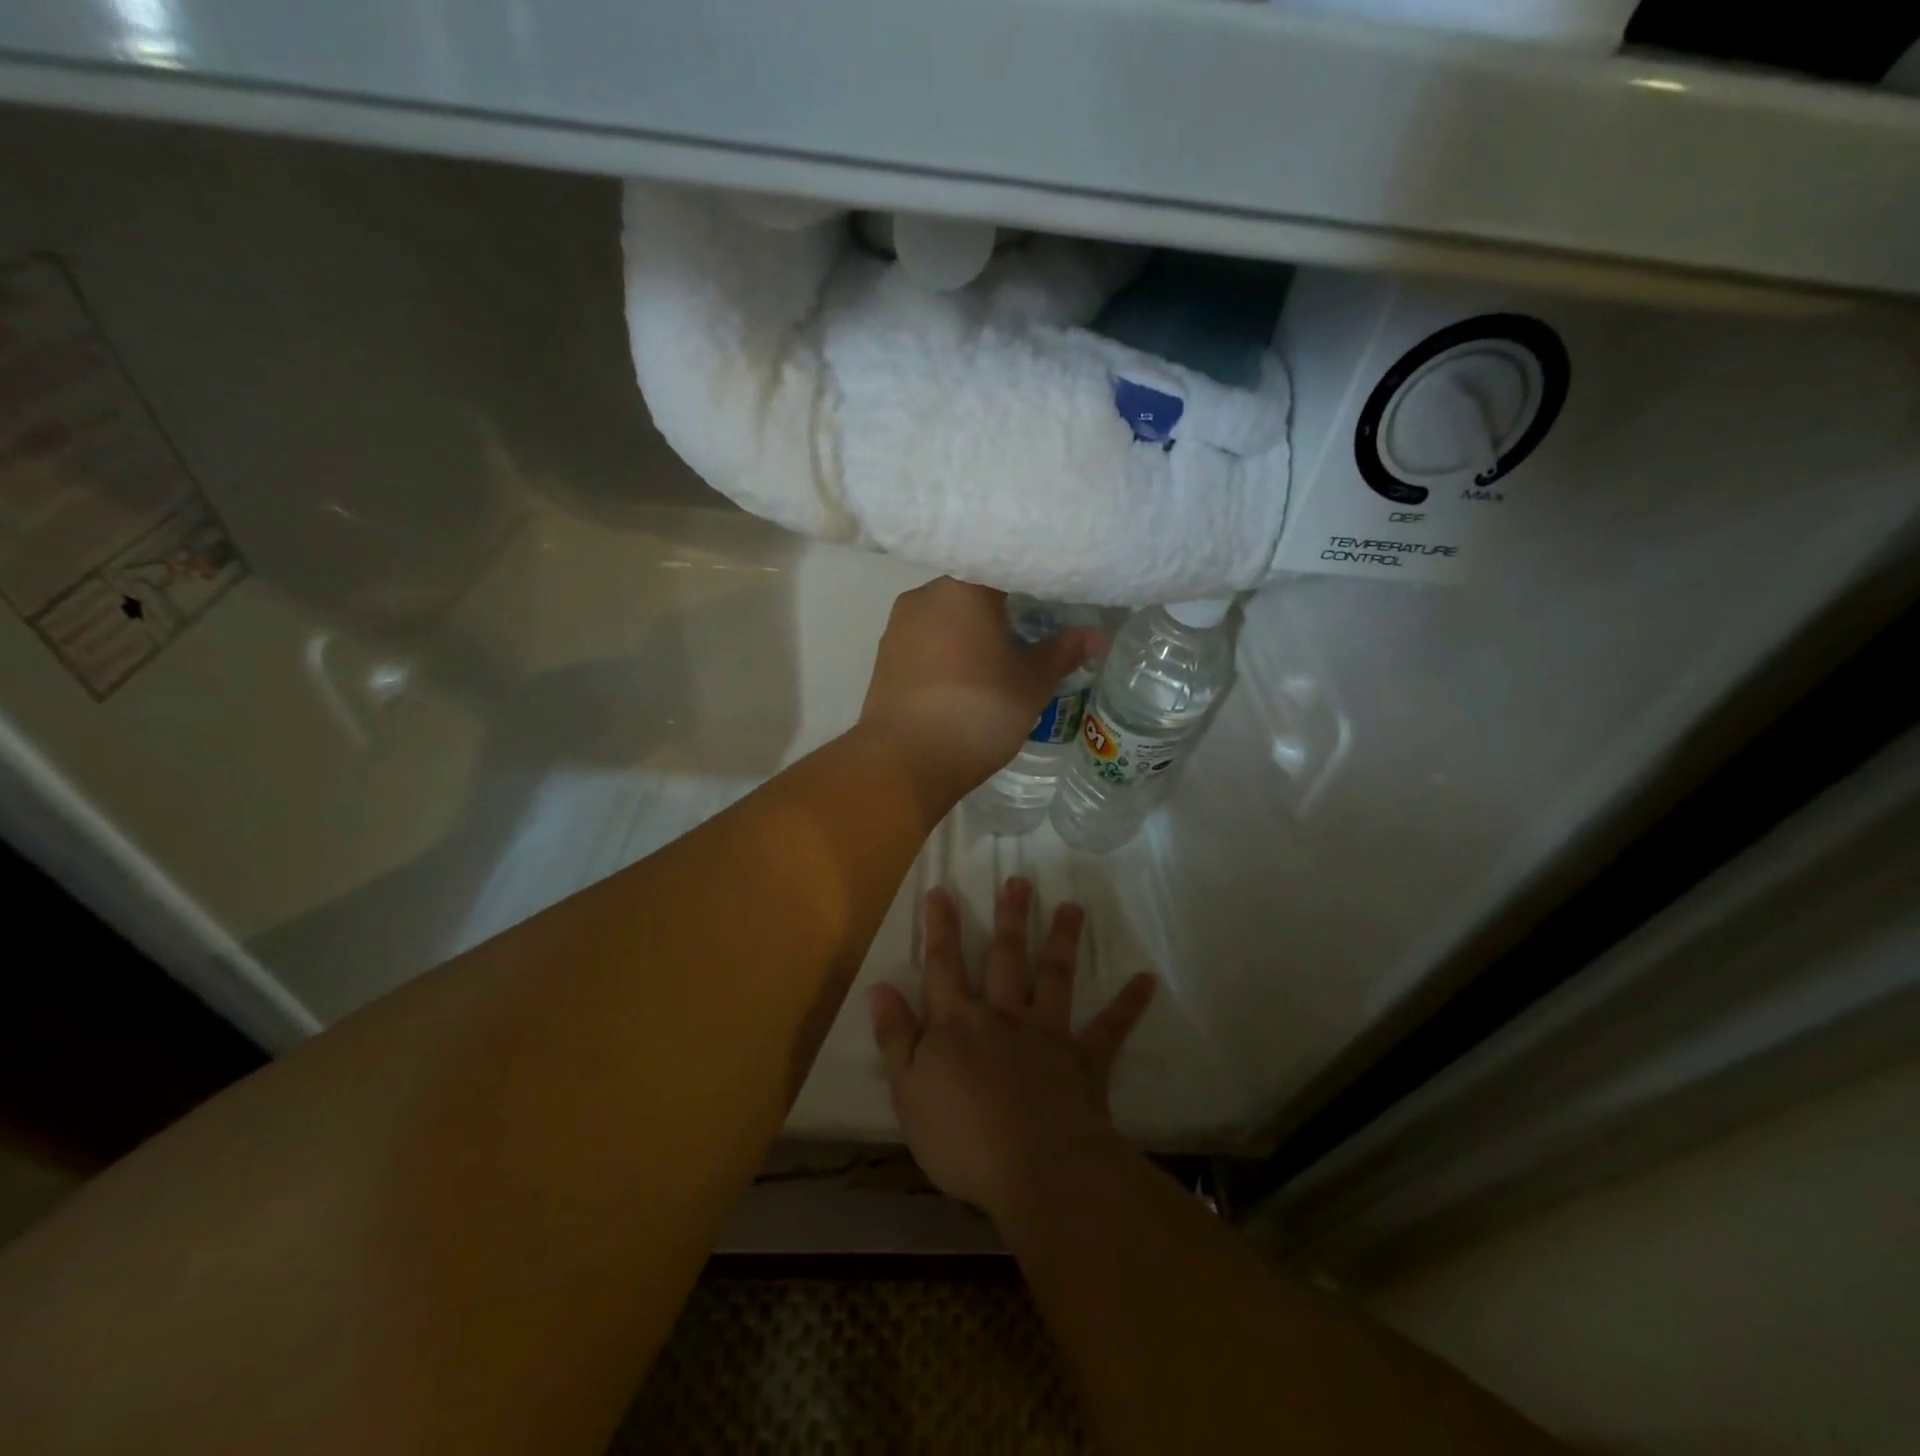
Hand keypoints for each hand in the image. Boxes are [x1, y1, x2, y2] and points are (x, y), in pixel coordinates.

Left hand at [858, 579, 1103, 804]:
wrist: (905, 762)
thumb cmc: (978, 711)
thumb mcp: (1030, 684)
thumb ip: (1061, 653)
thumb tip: (1097, 634)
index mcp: (962, 588)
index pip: (1004, 569)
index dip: (1031, 585)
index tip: (1051, 602)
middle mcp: (923, 596)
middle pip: (971, 593)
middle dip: (1000, 611)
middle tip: (1030, 635)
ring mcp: (897, 629)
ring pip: (944, 619)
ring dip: (970, 634)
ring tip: (997, 662)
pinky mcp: (883, 660)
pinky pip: (925, 645)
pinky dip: (946, 654)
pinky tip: (963, 681)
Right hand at [869, 878, 1155, 1219]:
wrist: (1034, 1167)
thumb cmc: (961, 1137)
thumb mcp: (907, 1092)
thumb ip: (895, 1038)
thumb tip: (880, 987)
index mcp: (958, 1024)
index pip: (943, 966)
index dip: (940, 928)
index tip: (941, 890)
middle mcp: (1003, 1016)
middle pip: (1004, 958)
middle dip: (1009, 919)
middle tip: (1020, 882)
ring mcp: (1046, 1033)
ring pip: (1054, 977)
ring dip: (1062, 941)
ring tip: (1072, 907)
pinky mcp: (1083, 1059)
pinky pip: (1109, 1028)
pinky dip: (1129, 1004)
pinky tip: (1148, 979)